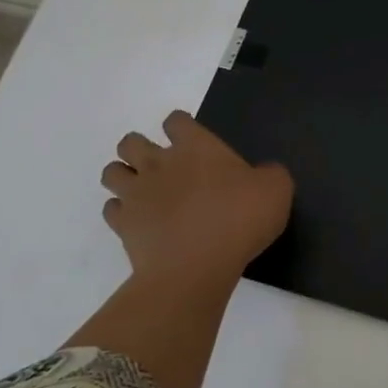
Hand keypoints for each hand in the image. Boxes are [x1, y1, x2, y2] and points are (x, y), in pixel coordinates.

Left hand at [100, 111, 292, 287]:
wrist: (196, 266)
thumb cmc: (239, 219)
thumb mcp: (276, 190)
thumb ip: (270, 175)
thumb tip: (264, 174)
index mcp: (196, 147)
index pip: (177, 121)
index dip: (182, 128)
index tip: (193, 142)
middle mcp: (159, 163)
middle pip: (131, 142)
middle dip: (140, 149)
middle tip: (162, 167)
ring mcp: (136, 194)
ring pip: (112, 172)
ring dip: (124, 177)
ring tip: (144, 192)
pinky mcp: (123, 225)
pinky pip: (111, 210)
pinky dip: (121, 213)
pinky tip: (139, 222)